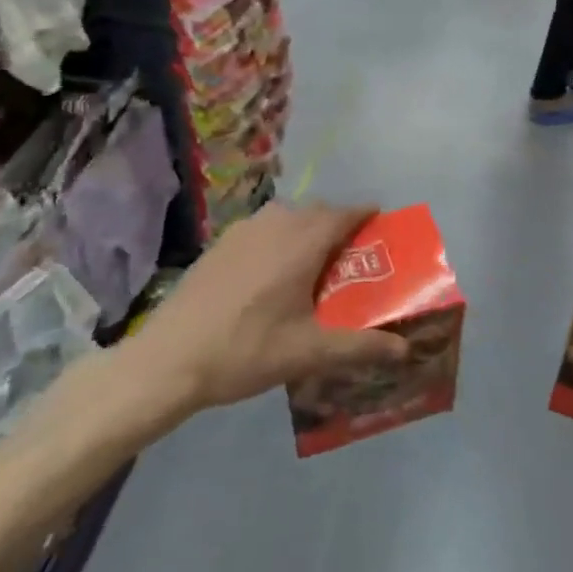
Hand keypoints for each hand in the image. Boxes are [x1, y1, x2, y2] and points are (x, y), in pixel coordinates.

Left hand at [106, 202, 407, 438]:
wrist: (167, 359)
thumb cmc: (245, 350)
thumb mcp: (309, 353)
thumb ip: (360, 347)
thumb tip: (404, 349)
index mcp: (302, 241)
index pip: (345, 213)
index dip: (367, 216)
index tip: (382, 227)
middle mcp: (276, 223)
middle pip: (318, 212)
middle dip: (339, 226)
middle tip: (353, 258)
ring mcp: (243, 230)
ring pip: (288, 217)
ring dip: (308, 230)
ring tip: (314, 265)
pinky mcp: (220, 243)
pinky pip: (263, 228)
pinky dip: (280, 238)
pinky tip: (273, 274)